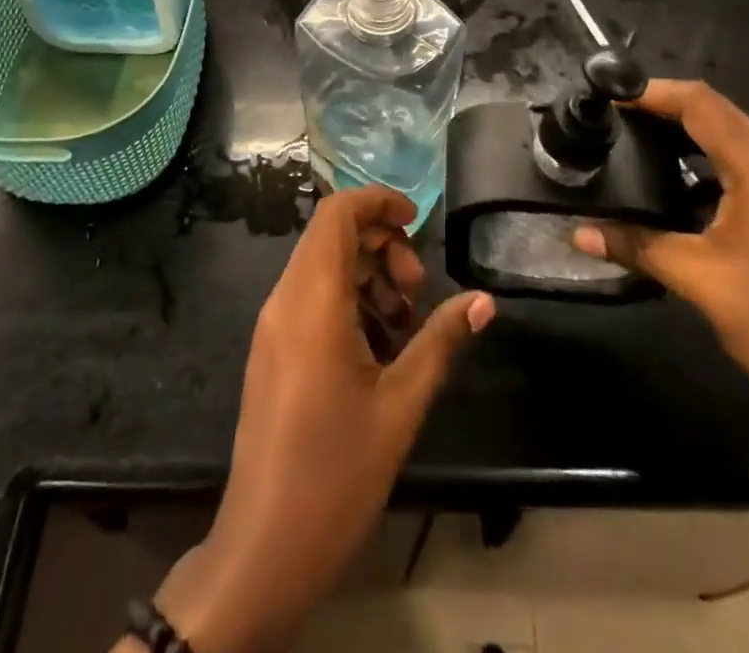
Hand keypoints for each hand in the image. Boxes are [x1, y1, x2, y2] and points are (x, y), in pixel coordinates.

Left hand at [154, 187, 494, 652]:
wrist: (264, 546)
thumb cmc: (336, 472)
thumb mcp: (401, 404)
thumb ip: (441, 341)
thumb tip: (484, 300)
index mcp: (312, 299)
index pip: (336, 213)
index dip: (377, 201)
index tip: (418, 222)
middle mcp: (285, 299)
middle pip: (332, 236)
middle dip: (382, 245)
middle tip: (417, 289)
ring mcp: (273, 325)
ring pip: (323, 267)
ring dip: (368, 276)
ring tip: (405, 323)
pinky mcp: (272, 350)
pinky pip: (311, 298)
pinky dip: (348, 301)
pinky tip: (380, 347)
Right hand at [572, 80, 748, 457]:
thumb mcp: (702, 282)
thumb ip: (638, 246)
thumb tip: (578, 232)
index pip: (702, 104)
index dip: (653, 92)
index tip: (606, 96)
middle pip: (719, 114)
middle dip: (666, 108)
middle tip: (614, 118)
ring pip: (735, 143)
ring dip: (687, 137)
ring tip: (636, 146)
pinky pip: (747, 172)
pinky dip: (707, 167)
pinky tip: (678, 193)